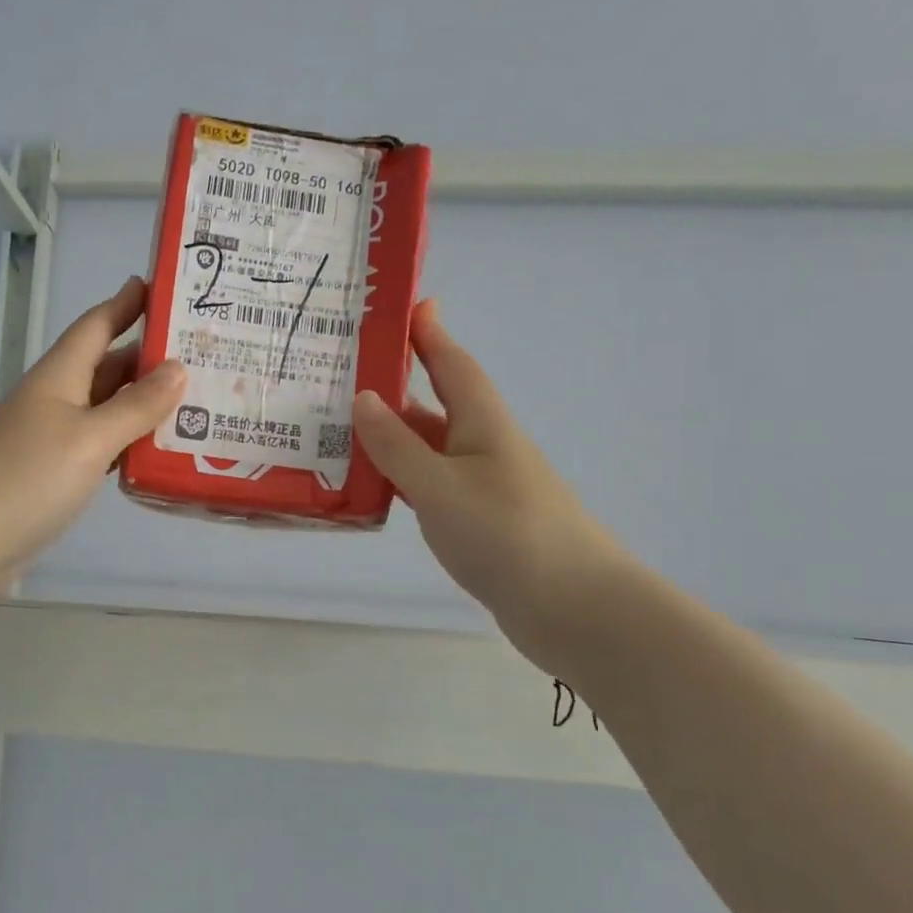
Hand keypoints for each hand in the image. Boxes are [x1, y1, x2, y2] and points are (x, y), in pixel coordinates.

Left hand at [0, 276, 185, 647]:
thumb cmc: (24, 478)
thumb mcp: (89, 438)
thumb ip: (135, 406)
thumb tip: (178, 368)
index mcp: (60, 377)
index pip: (97, 326)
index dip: (126, 303)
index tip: (160, 285)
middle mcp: (57, 401)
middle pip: (108, 368)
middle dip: (150, 358)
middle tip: (204, 355)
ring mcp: (53, 441)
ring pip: (107, 411)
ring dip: (145, 405)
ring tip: (196, 403)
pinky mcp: (54, 478)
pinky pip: (101, 449)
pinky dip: (130, 445)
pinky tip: (158, 454)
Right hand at [352, 301, 629, 666]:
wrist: (573, 607)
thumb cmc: (506, 534)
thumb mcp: (440, 486)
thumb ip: (398, 445)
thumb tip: (363, 397)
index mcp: (482, 423)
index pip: (451, 363)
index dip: (428, 333)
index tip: (403, 305)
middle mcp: (484, 446)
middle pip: (435, 405)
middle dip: (396, 386)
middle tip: (343, 375)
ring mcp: (483, 487)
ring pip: (429, 449)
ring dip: (392, 438)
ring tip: (338, 430)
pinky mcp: (479, 523)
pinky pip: (431, 487)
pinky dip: (401, 480)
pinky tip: (373, 488)